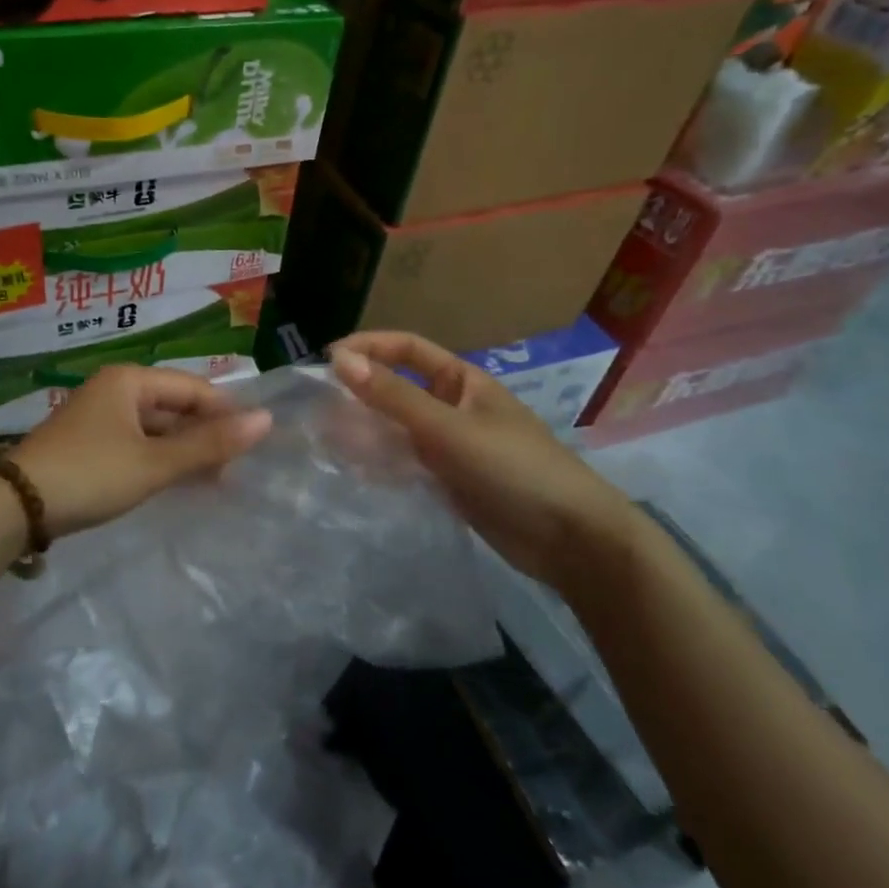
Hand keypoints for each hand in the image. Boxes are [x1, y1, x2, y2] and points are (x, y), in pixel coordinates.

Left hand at [7, 365, 272, 537]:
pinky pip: (137, 444)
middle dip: (204, 436)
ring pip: (156, 428)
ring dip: (183, 452)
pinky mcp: (89, 444)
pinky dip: (159, 461)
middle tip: (233, 472)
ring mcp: (99, 417)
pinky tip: (175, 484)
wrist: (13, 506)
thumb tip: (266, 420)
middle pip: (174, 407)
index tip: (251, 448)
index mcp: (130, 380)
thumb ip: (209, 444)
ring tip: (212, 483)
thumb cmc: (90, 474)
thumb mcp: (154, 463)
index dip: (225, 415)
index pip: (193, 388)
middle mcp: (115, 390)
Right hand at [330, 333, 640, 589]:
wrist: (571, 540)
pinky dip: (380, 462)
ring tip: (325, 440)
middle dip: (360, 392)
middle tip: (317, 407)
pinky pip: (405, 462)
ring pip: (397, 428)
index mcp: (462, 381)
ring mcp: (451, 446)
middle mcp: (453, 407)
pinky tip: (353, 470)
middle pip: (398, 388)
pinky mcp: (448, 481)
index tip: (327, 360)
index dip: (368, 347)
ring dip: (365, 430)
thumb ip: (394, 397)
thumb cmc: (514, 468)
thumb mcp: (449, 428)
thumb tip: (339, 360)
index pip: (407, 349)